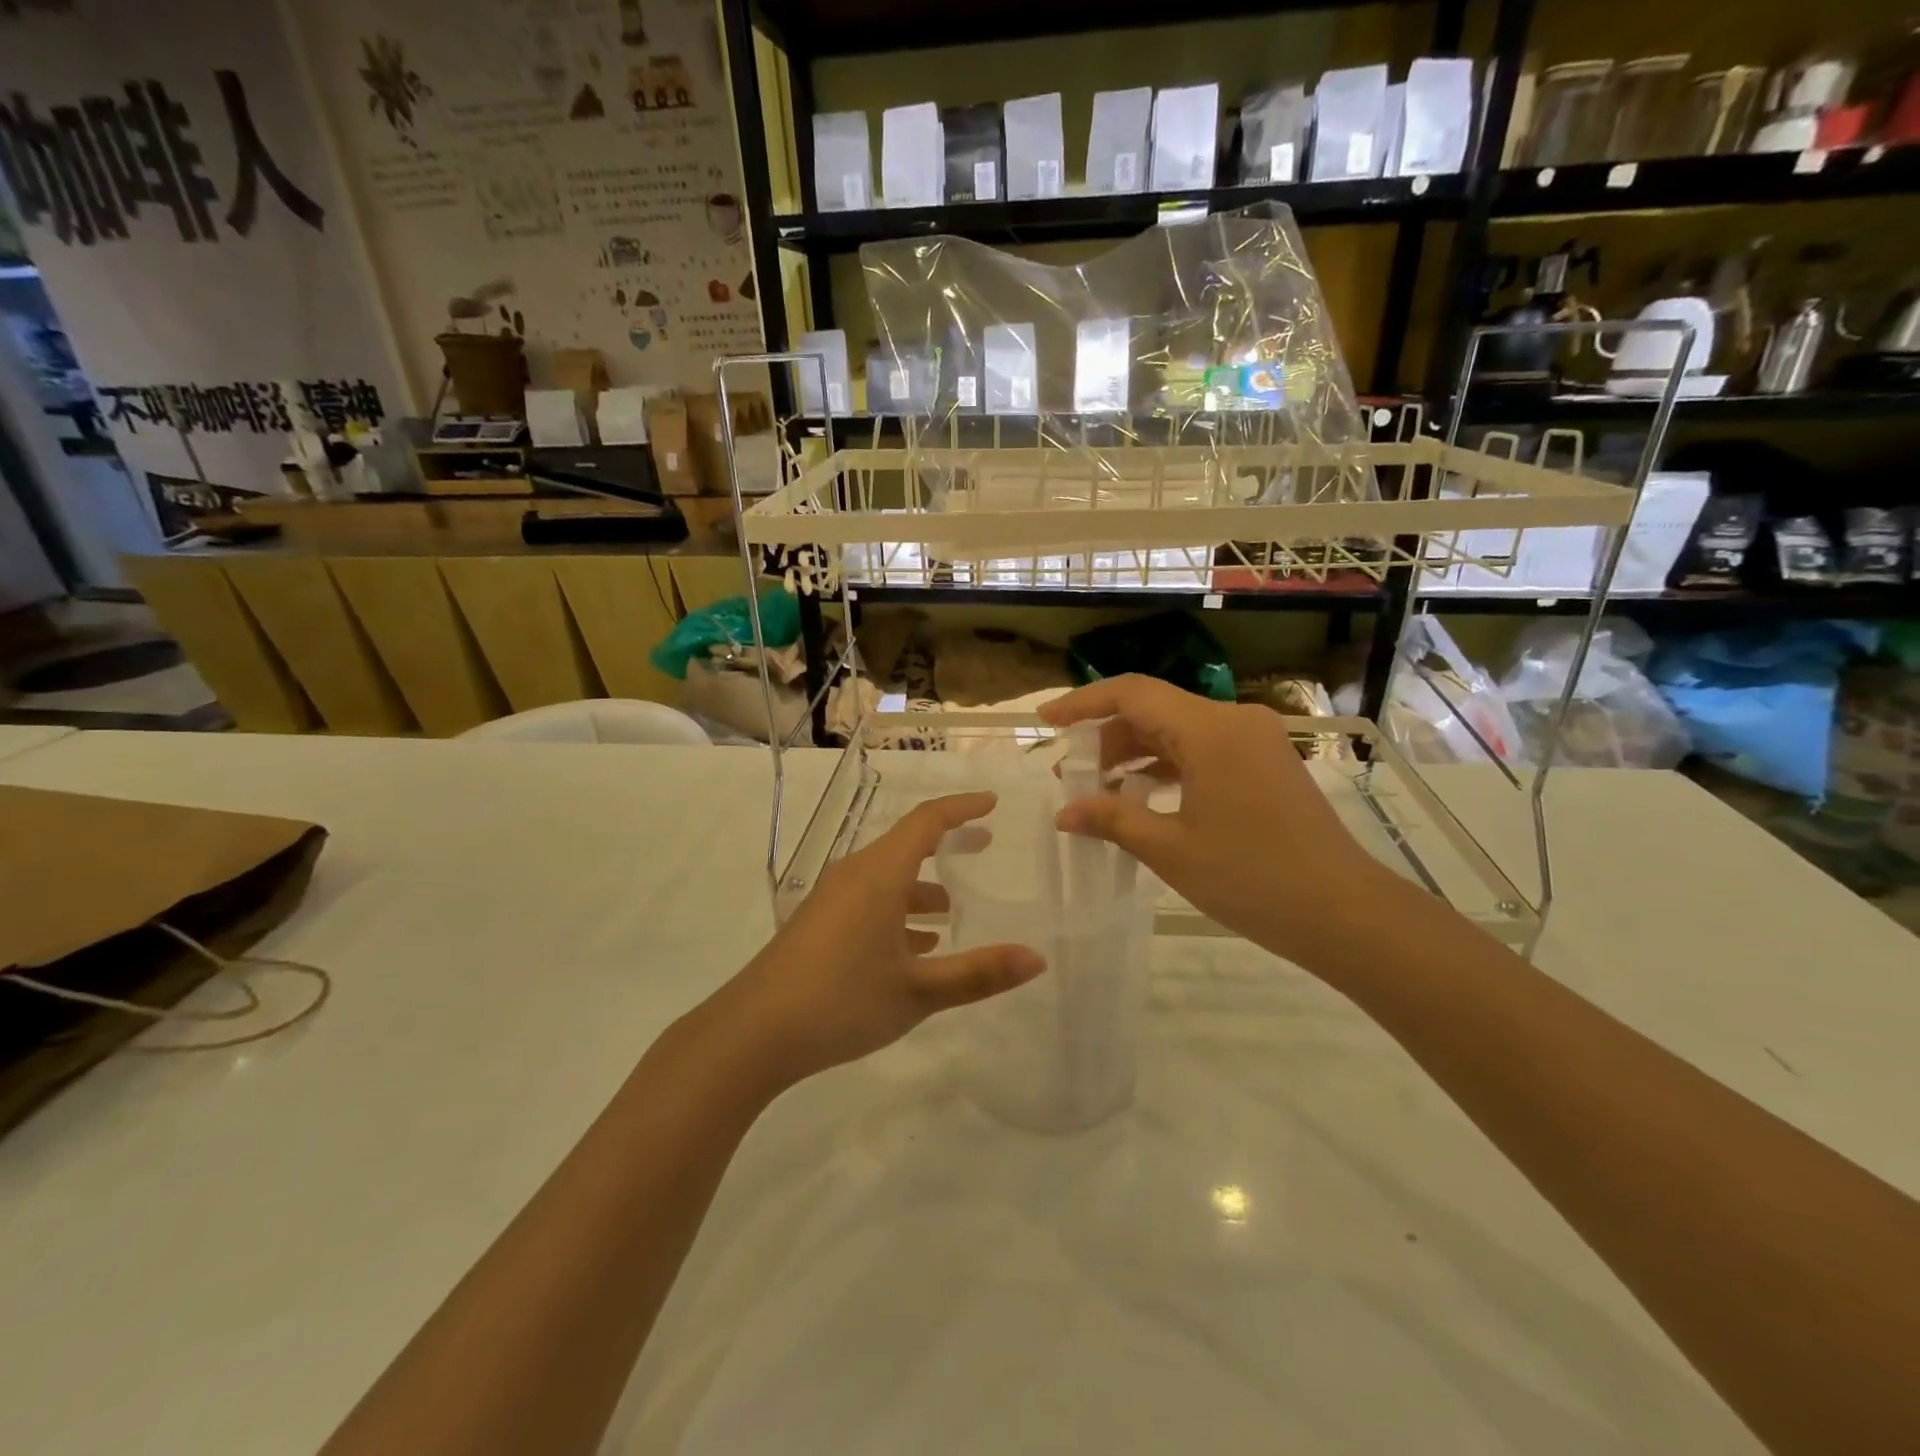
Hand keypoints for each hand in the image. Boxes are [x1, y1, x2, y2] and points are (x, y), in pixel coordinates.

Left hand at [711, 792, 1045, 1091]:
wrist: (752, 1033)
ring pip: (886, 877)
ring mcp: (831, 899)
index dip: (961, 808)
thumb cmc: (841, 1000)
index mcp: (879, 874)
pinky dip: (897, 911)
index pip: (926, 821)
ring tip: (952, 911)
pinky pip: (868, 900)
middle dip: (946, 844)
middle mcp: (854, 875)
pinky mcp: (818, 924)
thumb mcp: (918, 990)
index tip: (992, 803)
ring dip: (921, 886)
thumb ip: (978, 973)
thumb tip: (1036, 958)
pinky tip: (914, 948)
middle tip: (983, 847)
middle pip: (906, 845)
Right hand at [1040, 676, 1402, 972]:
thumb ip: (1112, 819)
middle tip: (1069, 774)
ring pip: (1178, 730)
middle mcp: (1234, 720)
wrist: (1343, 912)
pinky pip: (1203, 749)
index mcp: (1210, 729)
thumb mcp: (1170, 849)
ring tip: (1099, 789)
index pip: (1132, 693)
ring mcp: (1255, 740)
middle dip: (1106, 738)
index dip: (1083, 703)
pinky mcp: (1265, 763)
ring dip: (1135, 753)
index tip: (1046, 721)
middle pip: (1154, 710)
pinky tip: (1143, 796)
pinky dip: (1167, 766)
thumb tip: (1063, 812)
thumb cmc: (1252, 878)